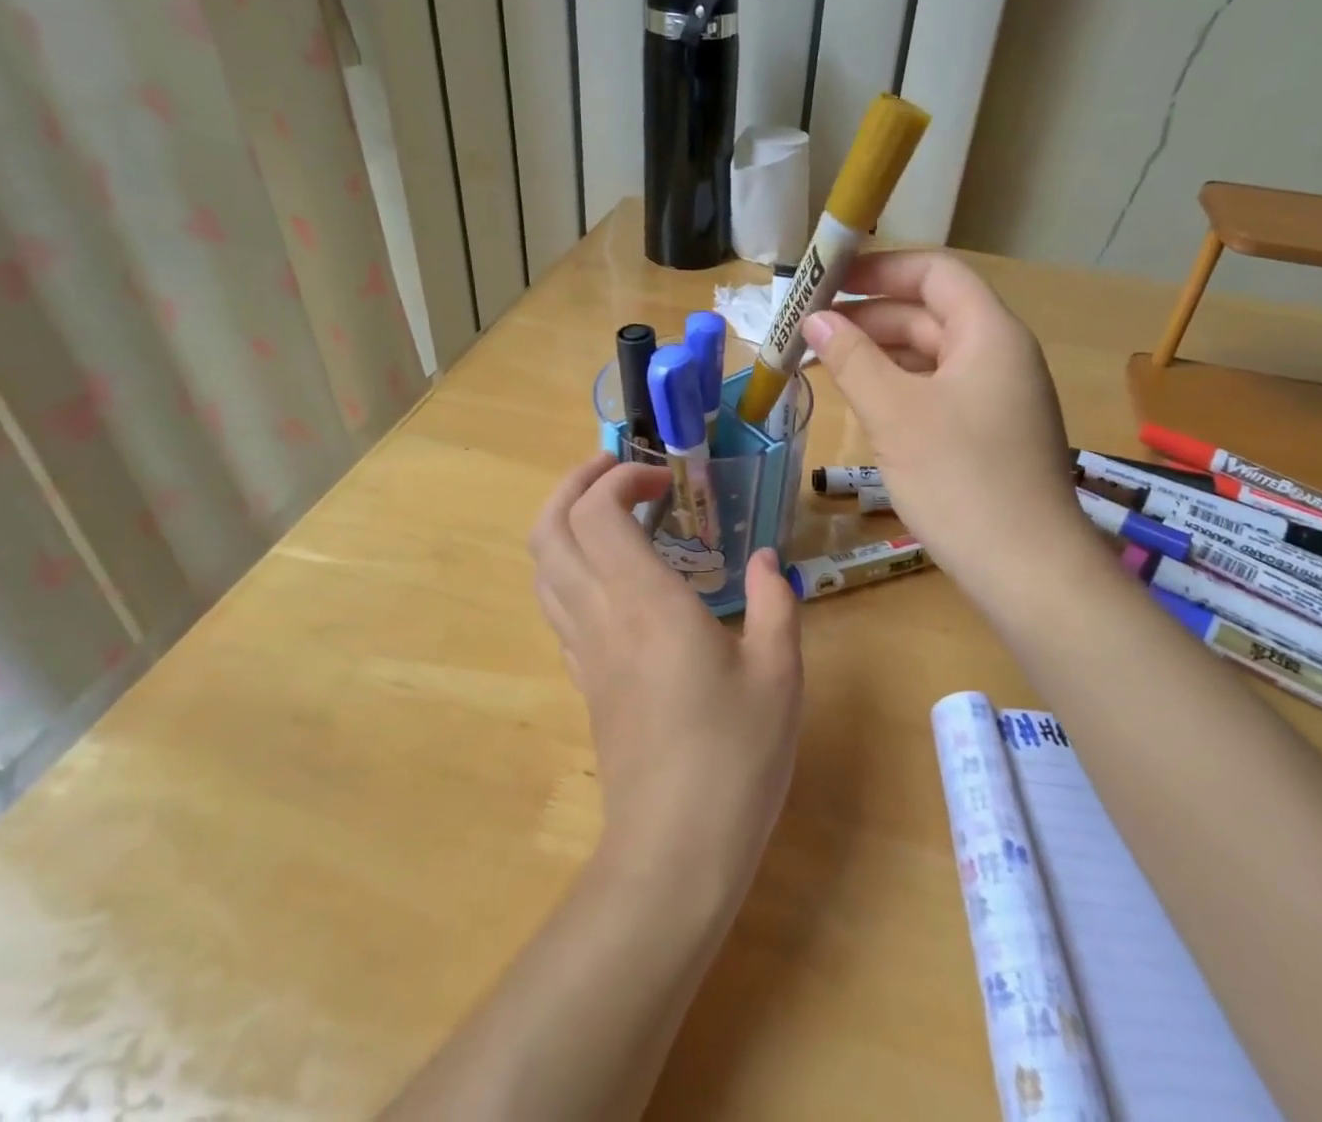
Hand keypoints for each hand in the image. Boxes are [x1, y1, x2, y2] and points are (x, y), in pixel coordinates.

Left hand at [530, 454, 803, 897]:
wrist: (675, 851)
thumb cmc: (735, 756)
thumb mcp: (779, 672)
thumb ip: (774, 602)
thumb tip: (767, 560)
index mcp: (646, 603)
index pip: (598, 512)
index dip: (621, 480)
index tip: (665, 483)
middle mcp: (601, 616)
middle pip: (549, 529)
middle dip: (575, 484)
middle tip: (617, 471)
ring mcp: (583, 650)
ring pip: (542, 566)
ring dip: (564, 522)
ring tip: (609, 511)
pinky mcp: (583, 680)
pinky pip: (556, 604)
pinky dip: (570, 566)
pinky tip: (612, 575)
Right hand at [802, 251, 1090, 592]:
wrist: (1027, 570)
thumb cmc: (961, 479)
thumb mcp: (896, 413)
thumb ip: (852, 359)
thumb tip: (815, 319)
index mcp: (989, 333)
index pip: (934, 274)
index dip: (880, 269)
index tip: (828, 281)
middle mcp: (999, 355)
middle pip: (929, 313)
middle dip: (868, 316)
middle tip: (809, 329)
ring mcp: (996, 397)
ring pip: (930, 355)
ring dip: (878, 353)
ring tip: (823, 362)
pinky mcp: (987, 433)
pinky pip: (936, 390)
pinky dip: (896, 386)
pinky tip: (861, 400)